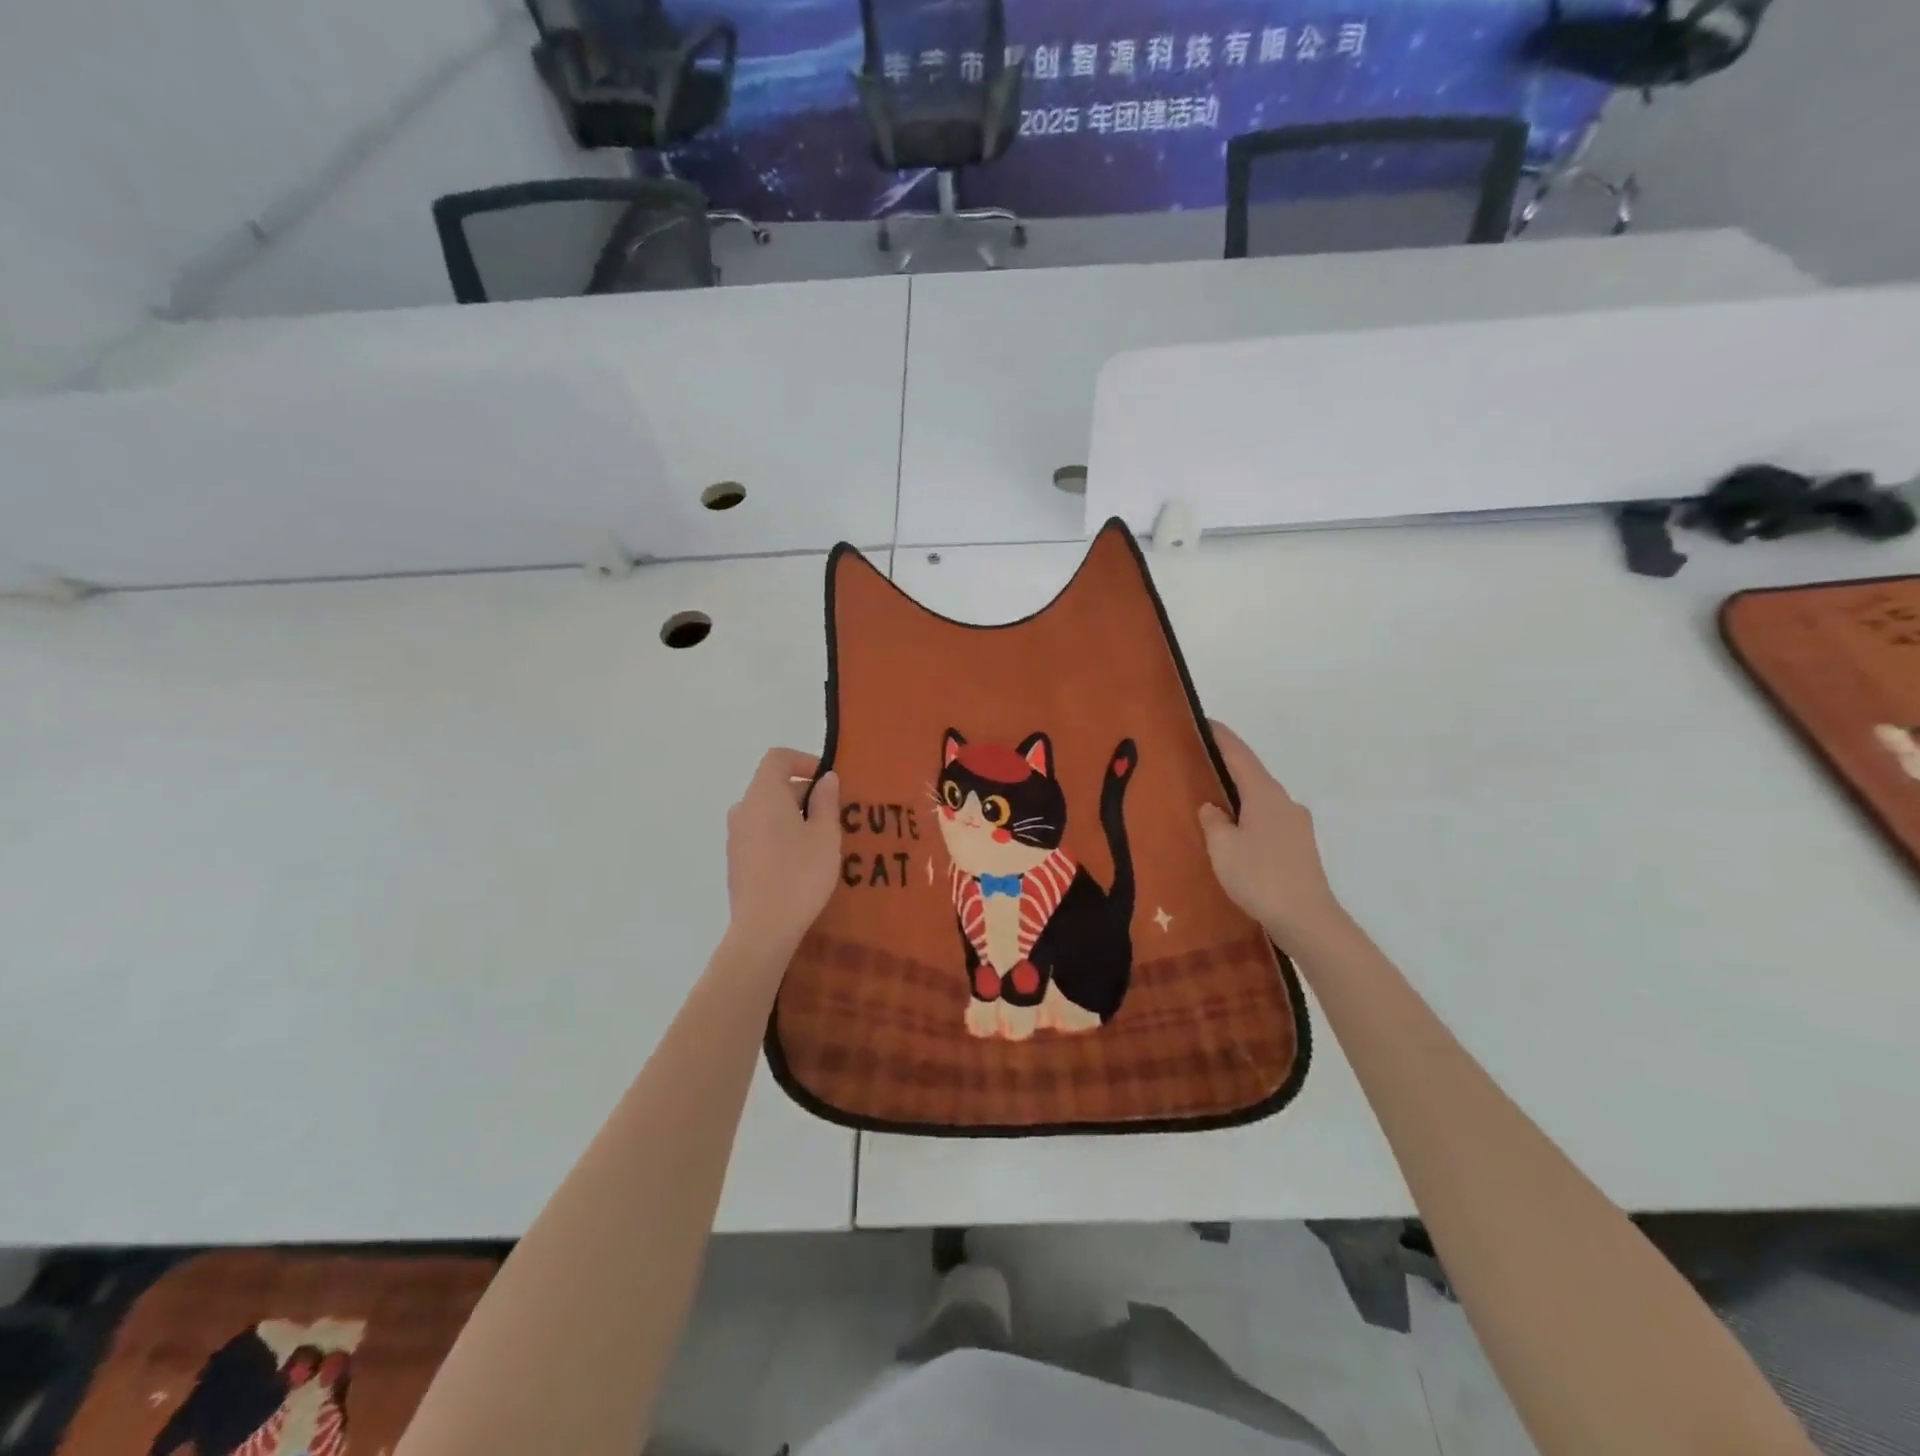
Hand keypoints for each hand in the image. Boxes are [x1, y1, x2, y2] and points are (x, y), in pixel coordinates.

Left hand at [725, 749, 842, 955]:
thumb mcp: (825, 834)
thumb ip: (826, 800)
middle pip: (773, 786)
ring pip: (767, 813)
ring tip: (821, 840)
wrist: (764, 927)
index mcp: (764, 794)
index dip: (803, 760)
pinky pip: (760, 835)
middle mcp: (743, 809)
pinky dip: (780, 836)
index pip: (777, 758)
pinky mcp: (736, 862)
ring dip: (793, 817)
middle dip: (804, 793)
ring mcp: (735, 837)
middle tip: (834, 815)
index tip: (827, 779)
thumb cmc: (800, 873)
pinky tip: (801, 863)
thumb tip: (825, 778)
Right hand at [1197, 722, 1344, 944]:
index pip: (1238, 754)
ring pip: (1259, 801)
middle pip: (1251, 775)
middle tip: (1195, 766)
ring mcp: (1296, 825)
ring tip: (1210, 805)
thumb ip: (1213, 821)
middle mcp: (1284, 801)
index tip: (1202, 720)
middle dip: (1225, 769)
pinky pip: (1267, 822)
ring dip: (1237, 799)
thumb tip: (1213, 807)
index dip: (1219, 736)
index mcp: (1264, 793)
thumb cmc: (1260, 876)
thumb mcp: (1222, 847)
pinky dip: (1248, 820)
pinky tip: (1233, 838)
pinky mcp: (1299, 848)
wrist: (1307, 920)